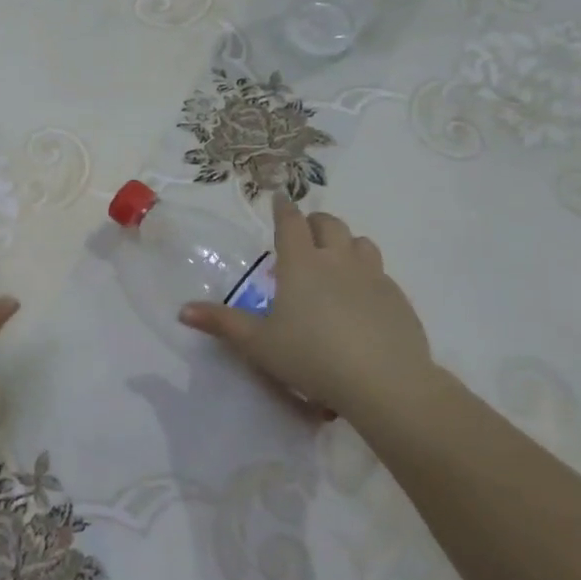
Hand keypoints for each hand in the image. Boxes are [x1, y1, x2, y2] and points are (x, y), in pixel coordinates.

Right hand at [179, 195, 436, 416]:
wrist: (384, 381)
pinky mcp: (397, 298)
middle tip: (304, 232)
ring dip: (345, 243)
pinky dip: (367, 273)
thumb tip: (183, 311)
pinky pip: (381, 272)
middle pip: (329, 224)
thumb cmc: (311, 357)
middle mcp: (338, 260)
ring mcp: (373, 276)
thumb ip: (222, 324)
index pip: (291, 222)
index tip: (279, 197)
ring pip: (360, 243)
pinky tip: (361, 297)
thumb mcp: (258, 344)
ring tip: (335, 259)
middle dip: (314, 222)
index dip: (283, 208)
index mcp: (301, 264)